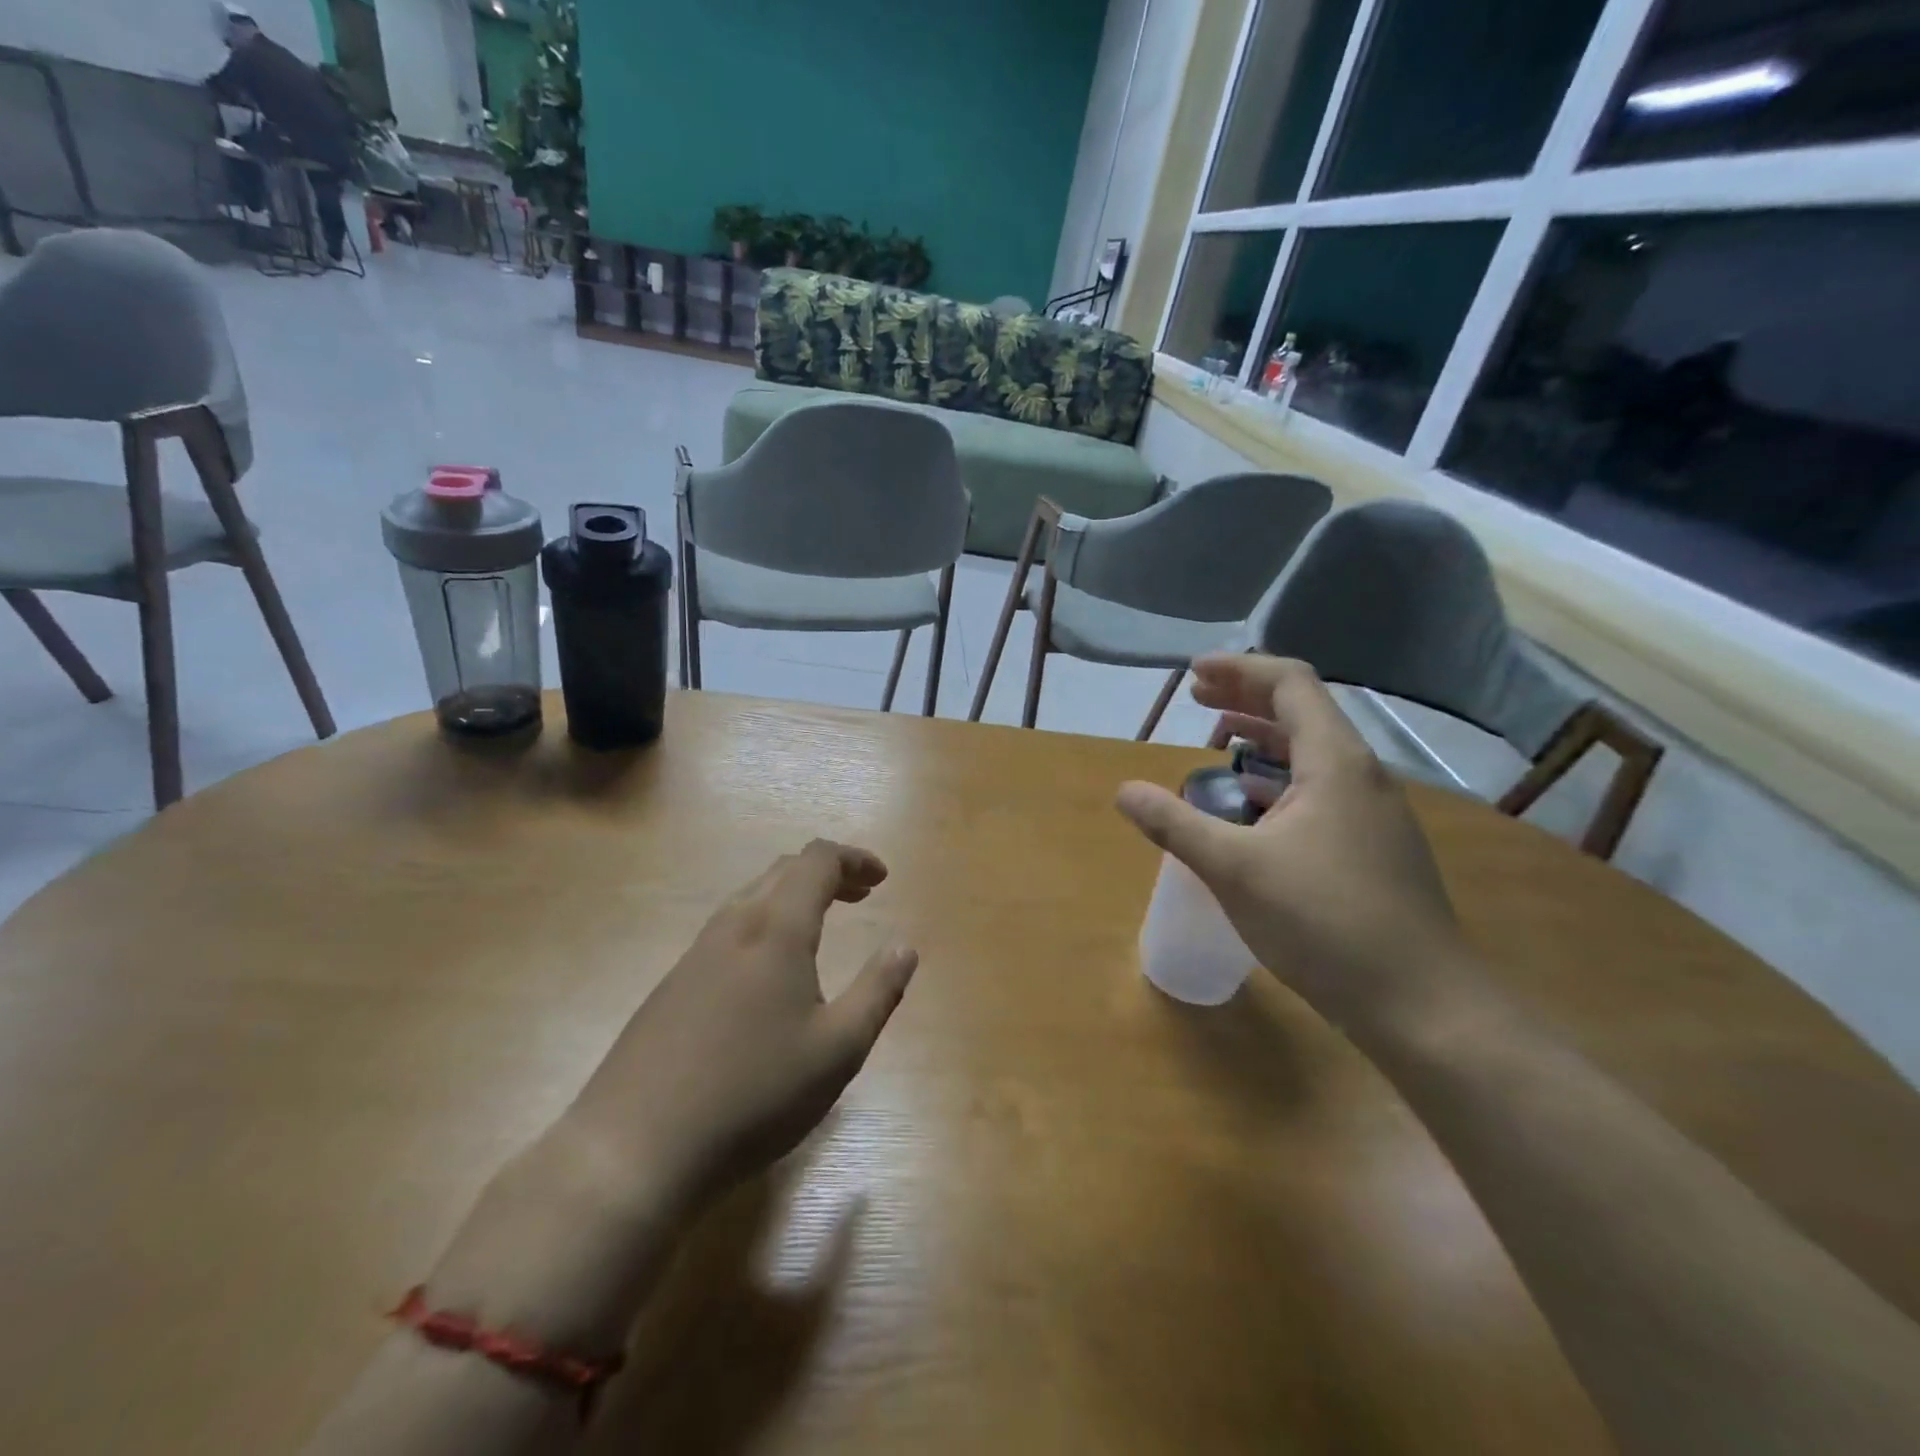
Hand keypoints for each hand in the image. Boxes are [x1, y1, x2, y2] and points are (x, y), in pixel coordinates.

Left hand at [566, 840, 918, 1210]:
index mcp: (776, 928)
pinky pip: (729, 928)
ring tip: (821, 924)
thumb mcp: (838, 1050)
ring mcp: (696, 953)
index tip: (882, 879)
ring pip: (752, 896)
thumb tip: (905, 946)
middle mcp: (734, 926)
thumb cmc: (753, 1095)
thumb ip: (878, 991)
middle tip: (861, 896)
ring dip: (794, 895)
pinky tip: (770, 970)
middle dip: (829, 873)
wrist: (634, 1148)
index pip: (817, 860)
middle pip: (783, 870)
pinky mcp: (672, 984)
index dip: (854, 859)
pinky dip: (765, 921)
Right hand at [1116, 656, 1464, 1027]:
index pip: (1289, 683)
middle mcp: (1361, 774)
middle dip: (1244, 699)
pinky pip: (1318, 789)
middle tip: (1195, 701)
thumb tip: (1124, 791)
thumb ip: (1175, 824)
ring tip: (1216, 746)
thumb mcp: (1235, 870)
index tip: (1192, 674)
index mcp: (1335, 761)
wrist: (1422, 1004)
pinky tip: (1250, 808)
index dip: (1238, 669)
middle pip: (1300, 711)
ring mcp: (1372, 811)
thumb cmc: (1325, 923)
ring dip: (1262, 740)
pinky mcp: (1372, 845)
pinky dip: (1278, 780)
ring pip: (1311, 754)